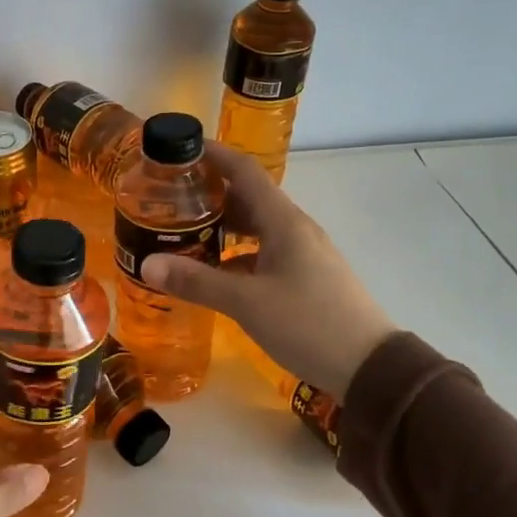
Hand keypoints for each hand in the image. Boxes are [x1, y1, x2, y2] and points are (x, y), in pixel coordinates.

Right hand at [141, 142, 394, 397]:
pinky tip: (214, 273)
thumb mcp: (247, 303)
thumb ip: (197, 282)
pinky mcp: (305, 277)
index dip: (214, 155)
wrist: (369, 366)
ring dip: (222, 227)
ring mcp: (303, 254)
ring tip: (183, 234)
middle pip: (248, 198)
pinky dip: (236, 255)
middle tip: (168, 200)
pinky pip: (264, 253)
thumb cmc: (308, 324)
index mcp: (284, 222)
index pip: (245, 171)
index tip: (179, 149)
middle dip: (210, 194)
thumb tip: (147, 264)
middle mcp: (294, 229)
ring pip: (256, 228)